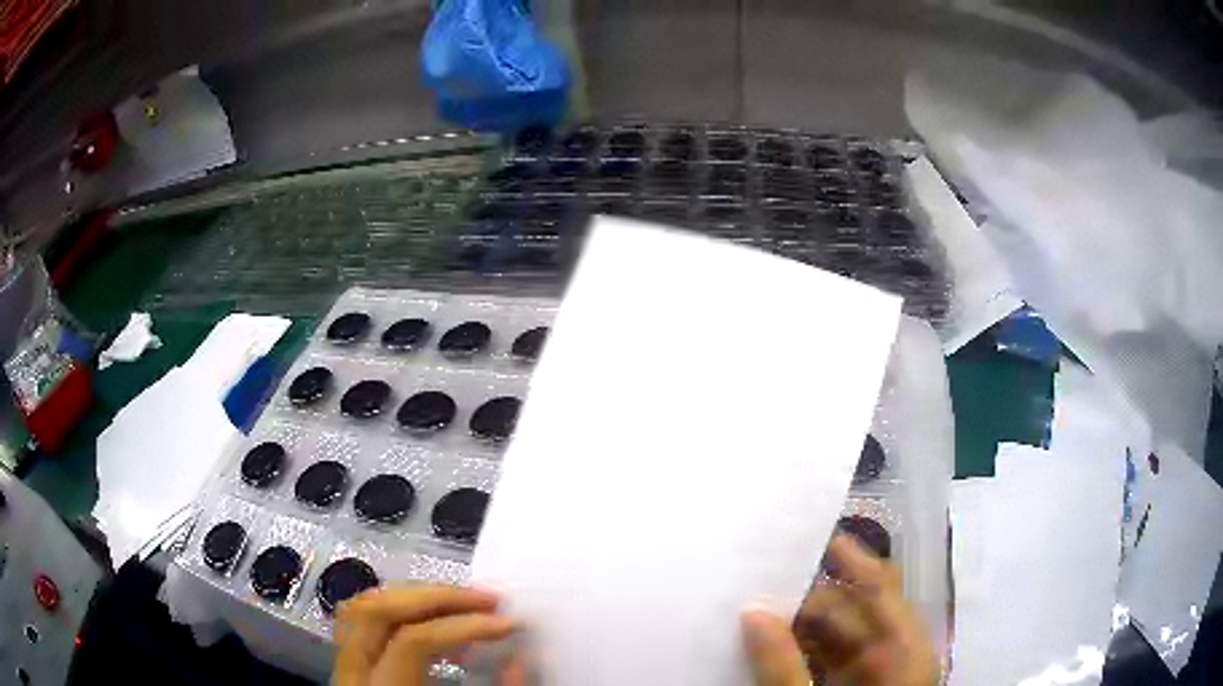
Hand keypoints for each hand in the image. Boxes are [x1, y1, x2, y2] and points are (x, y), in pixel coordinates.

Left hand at [334, 586, 517, 685]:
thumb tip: (522, 659)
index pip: (413, 642)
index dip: (463, 627)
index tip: (508, 625)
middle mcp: (352, 678)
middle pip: (378, 611)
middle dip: (437, 598)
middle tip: (486, 600)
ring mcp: (344, 670)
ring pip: (363, 609)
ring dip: (416, 599)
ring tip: (463, 605)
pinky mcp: (349, 670)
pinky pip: (364, 624)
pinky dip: (401, 614)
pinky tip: (435, 627)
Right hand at [742, 535, 939, 685]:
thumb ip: (783, 665)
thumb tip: (753, 613)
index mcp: (903, 650)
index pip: (879, 587)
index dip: (849, 557)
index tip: (807, 533)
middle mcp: (893, 655)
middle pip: (848, 612)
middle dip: (803, 599)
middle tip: (755, 585)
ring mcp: (873, 674)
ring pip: (833, 637)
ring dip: (795, 626)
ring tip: (752, 613)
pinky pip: (824, 660)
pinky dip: (797, 652)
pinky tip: (764, 647)